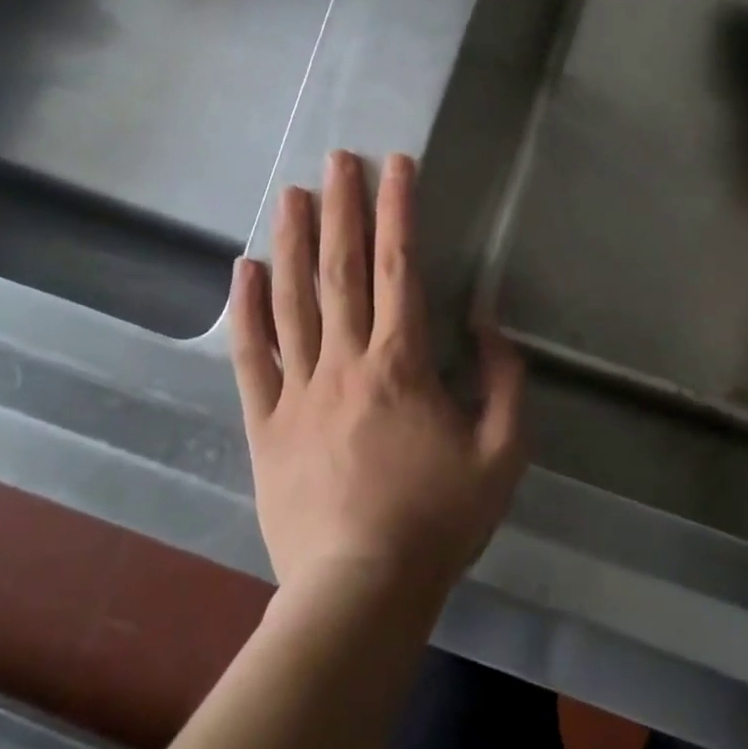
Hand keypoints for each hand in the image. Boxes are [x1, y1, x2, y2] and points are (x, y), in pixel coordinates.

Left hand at [230, 151, 526, 601]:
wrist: (362, 589)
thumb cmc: (440, 519)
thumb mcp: (504, 451)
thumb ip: (504, 380)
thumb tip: (486, 324)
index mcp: (403, 364)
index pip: (403, 268)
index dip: (400, 211)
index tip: (397, 165)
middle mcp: (347, 362)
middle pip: (343, 270)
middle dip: (343, 208)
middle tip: (336, 159)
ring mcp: (299, 390)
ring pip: (293, 302)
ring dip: (294, 242)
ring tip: (291, 194)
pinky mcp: (266, 424)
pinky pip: (250, 358)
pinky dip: (245, 311)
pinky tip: (242, 270)